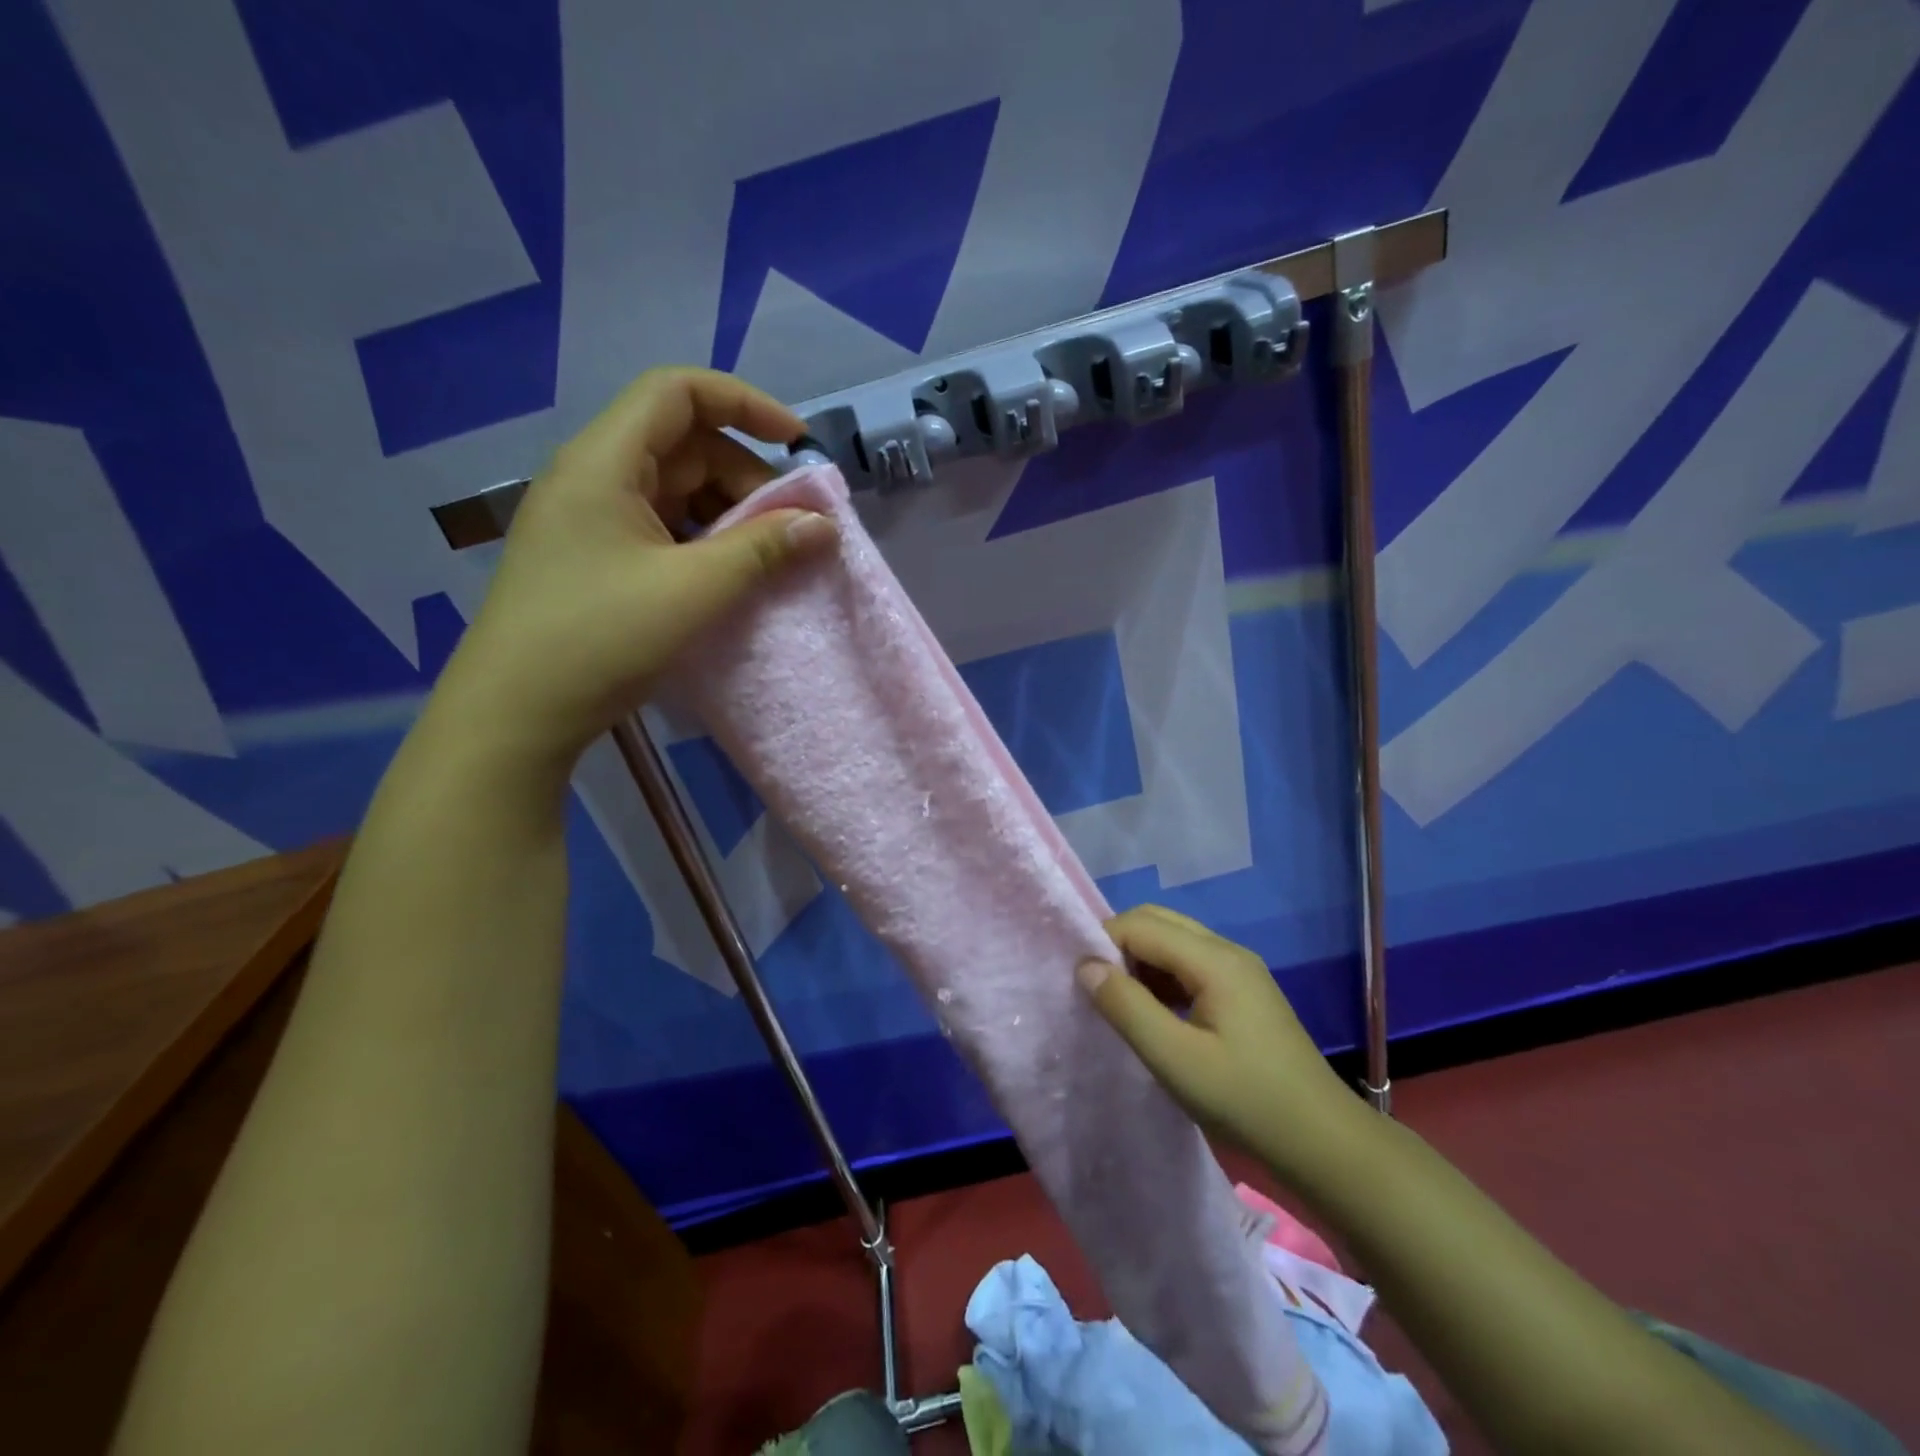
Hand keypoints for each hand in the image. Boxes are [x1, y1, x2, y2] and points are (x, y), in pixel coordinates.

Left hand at [435, 367, 834, 772]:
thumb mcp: (694, 590)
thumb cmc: (601, 637)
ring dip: (728, 513)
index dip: (745, 403)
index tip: (796, 444)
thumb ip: (764, 550)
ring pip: (676, 489)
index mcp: (605, 461)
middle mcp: (594, 476)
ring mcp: (592, 519)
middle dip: (745, 476)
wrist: (517, 711)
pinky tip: (728, 576)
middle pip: (684, 443)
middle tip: (789, 527)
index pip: (678, 391)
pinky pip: (662, 527)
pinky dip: (703, 540)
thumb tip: (823, 525)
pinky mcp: (596, 556)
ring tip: (766, 557)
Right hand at [1077, 906, 1364, 1180]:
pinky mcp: (1244, 993)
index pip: (1141, 924)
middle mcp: (1228, 952)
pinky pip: (1191, 965)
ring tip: (1121, 1005)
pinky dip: (1163, 978)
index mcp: (1214, 960)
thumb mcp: (1175, 1059)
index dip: (1103, 942)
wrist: (1324, 1143)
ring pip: (1174, 942)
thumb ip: (1126, 1008)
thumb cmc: (1246, 1101)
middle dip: (1120, 946)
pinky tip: (1155, 1015)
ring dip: (1141, 962)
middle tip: (1097, 989)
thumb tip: (1085, 965)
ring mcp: (1240, 971)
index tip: (1080, 981)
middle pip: (1159, 922)